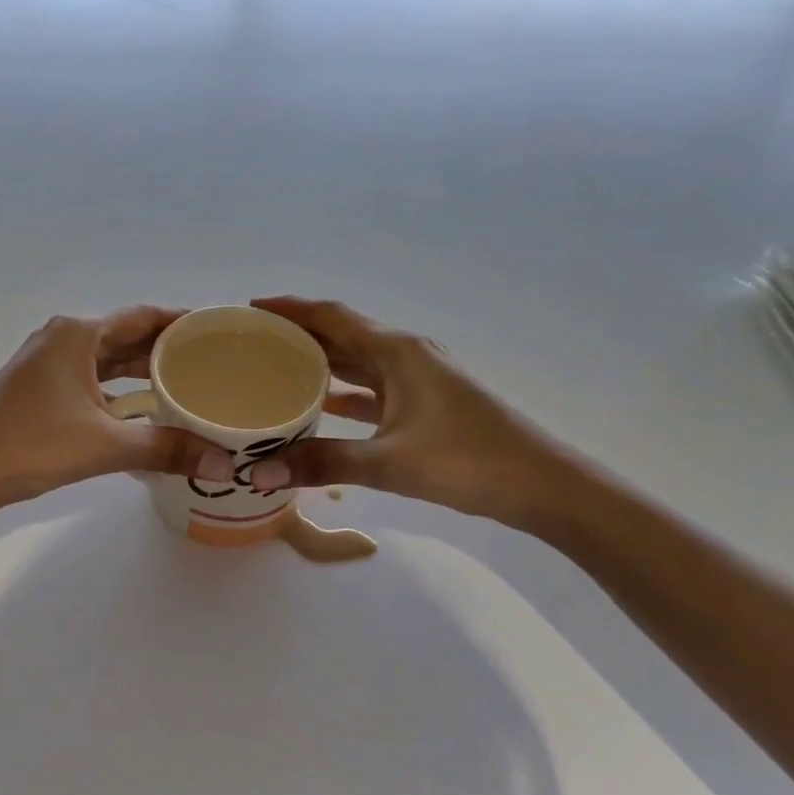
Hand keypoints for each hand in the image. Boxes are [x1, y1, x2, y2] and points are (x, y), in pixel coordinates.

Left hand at [0, 307, 225, 515]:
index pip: (145, 316)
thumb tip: (225, 465)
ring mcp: (48, 364)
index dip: (183, 321)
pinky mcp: (40, 389)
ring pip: (108, 361)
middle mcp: (64, 338)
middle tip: (216, 363)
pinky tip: (145, 412)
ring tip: (189, 384)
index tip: (221, 331)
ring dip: (144, 372)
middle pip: (128, 336)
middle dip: (168, 348)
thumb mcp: (105, 445)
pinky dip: (120, 392)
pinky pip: (92, 381)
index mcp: (79, 333)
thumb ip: (166, 449)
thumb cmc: (29, 445)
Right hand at [245, 297, 584, 525]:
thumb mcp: (389, 462)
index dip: (290, 309)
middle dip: (298, 334)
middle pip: (342, 334)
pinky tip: (319, 406)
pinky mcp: (425, 405)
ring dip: (319, 362)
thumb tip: (256, 473)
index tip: (250, 309)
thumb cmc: (468, 461)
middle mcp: (406, 355)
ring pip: (357, 362)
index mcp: (397, 351)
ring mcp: (418, 380)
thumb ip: (321, 463)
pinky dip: (343, 393)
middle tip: (252, 343)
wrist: (543, 485)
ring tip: (274, 369)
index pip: (332, 316)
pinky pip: (371, 390)